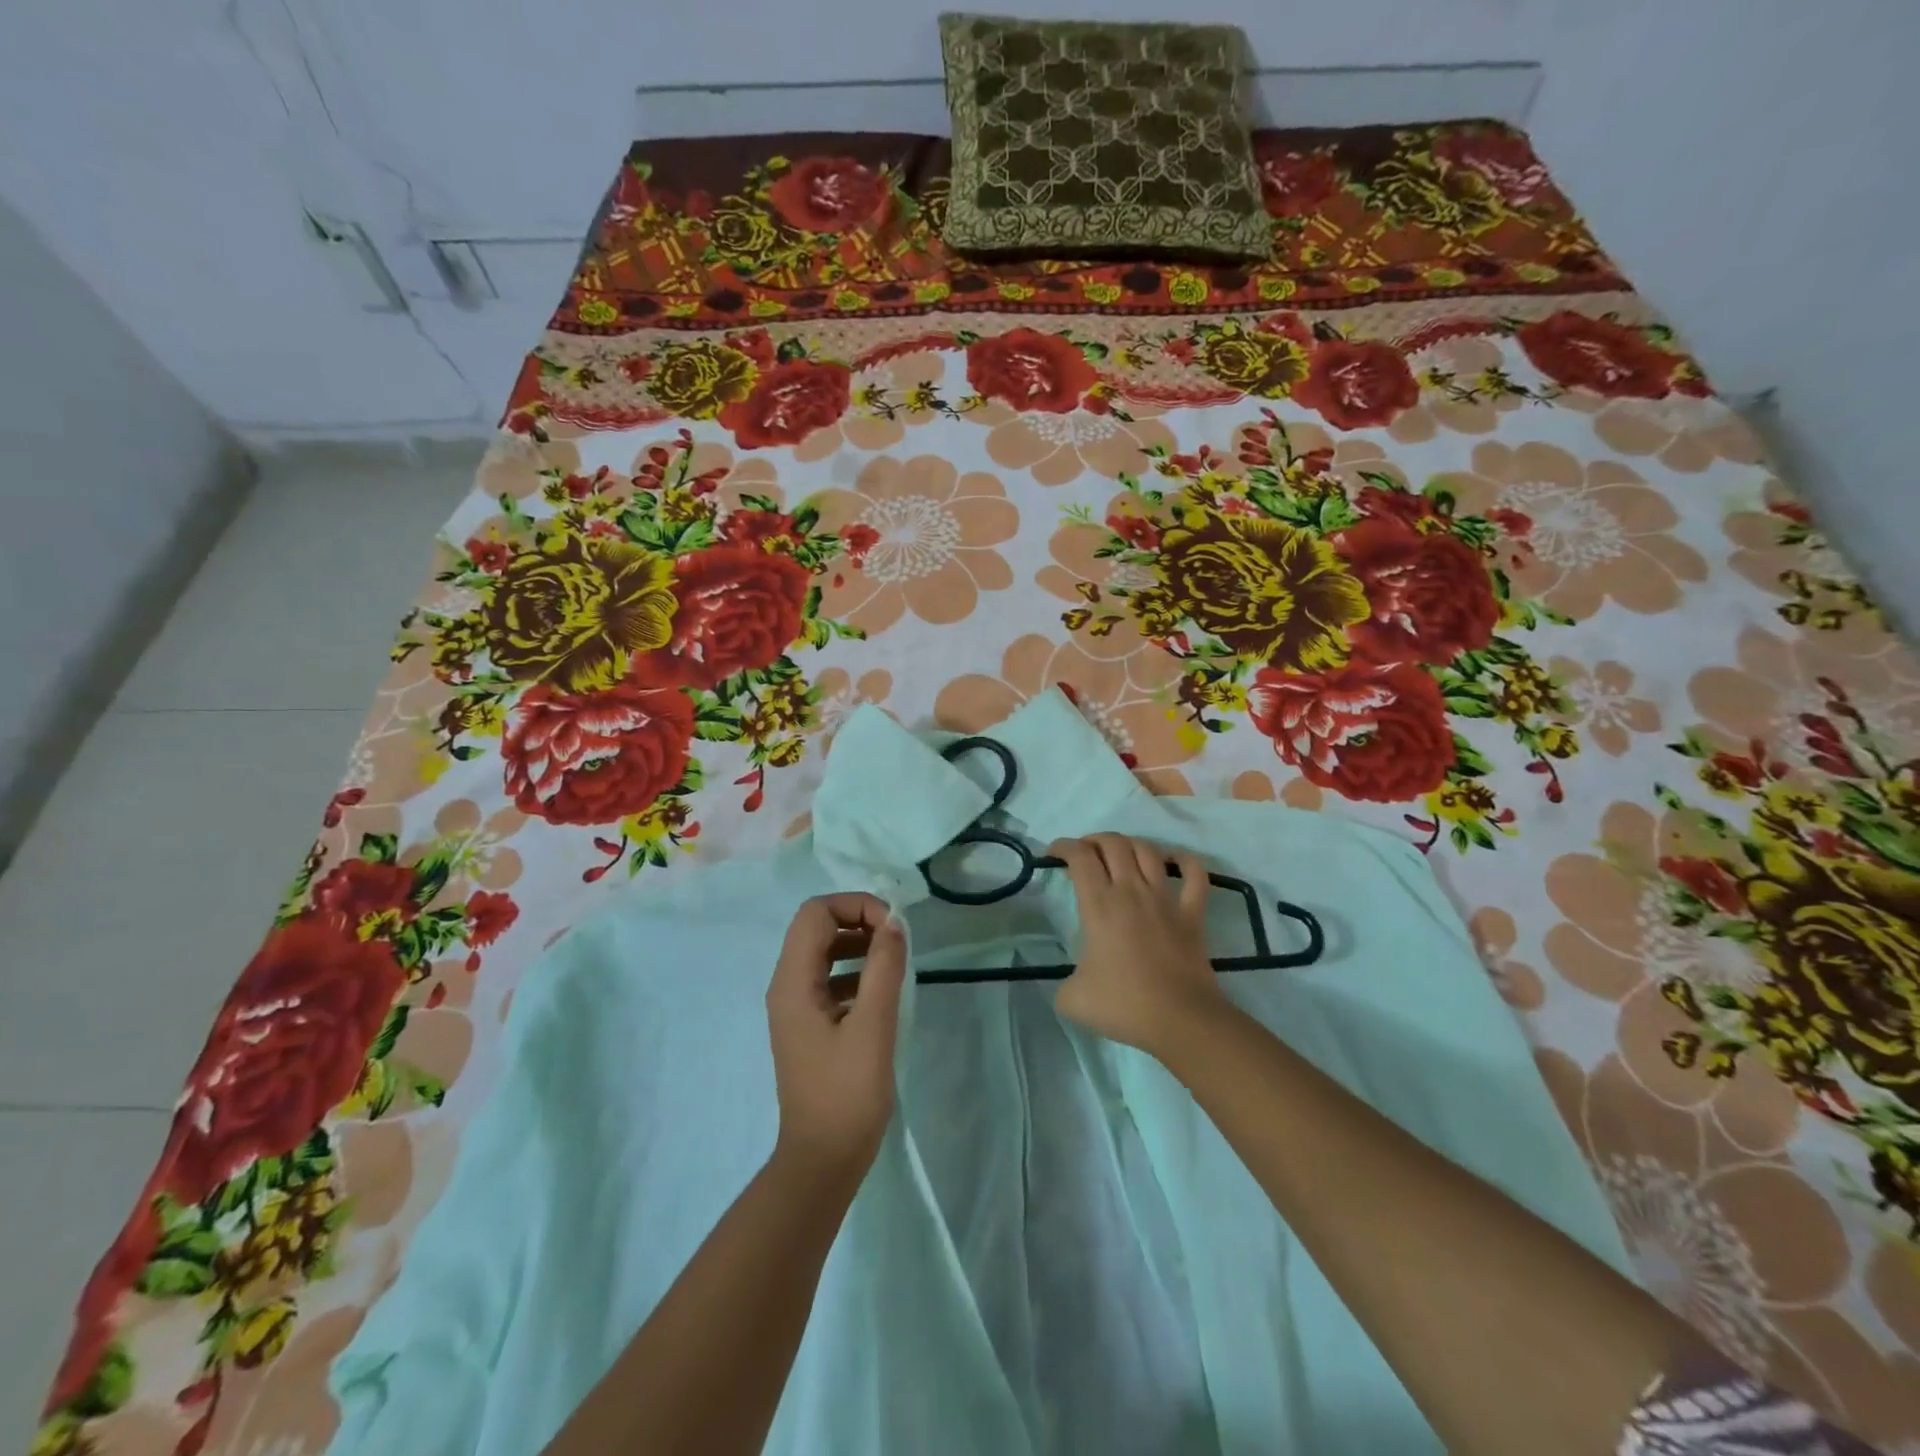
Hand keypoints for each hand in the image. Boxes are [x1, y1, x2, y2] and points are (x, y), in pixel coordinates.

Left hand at [766, 894, 905, 1184]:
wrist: (822, 1161)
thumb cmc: (847, 1093)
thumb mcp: (873, 1026)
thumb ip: (883, 968)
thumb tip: (893, 923)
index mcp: (793, 982)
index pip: (816, 912)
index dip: (855, 906)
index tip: (893, 927)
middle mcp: (786, 986)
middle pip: (817, 927)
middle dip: (858, 921)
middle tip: (897, 940)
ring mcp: (795, 1007)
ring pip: (823, 953)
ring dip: (859, 945)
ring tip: (894, 963)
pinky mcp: (809, 1026)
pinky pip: (829, 980)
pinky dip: (856, 973)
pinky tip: (882, 993)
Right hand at [1049, 834, 1229, 1057]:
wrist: (1180, 1020)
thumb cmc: (1124, 1005)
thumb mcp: (1071, 999)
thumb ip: (1063, 982)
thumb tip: (1072, 981)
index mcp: (1100, 905)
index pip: (1080, 857)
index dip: (1063, 847)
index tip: (1053, 854)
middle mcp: (1132, 891)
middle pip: (1113, 844)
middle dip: (1094, 840)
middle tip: (1084, 854)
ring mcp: (1166, 899)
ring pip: (1149, 851)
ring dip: (1130, 845)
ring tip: (1120, 854)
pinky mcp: (1193, 913)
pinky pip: (1195, 875)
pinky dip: (1186, 861)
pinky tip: (1174, 861)